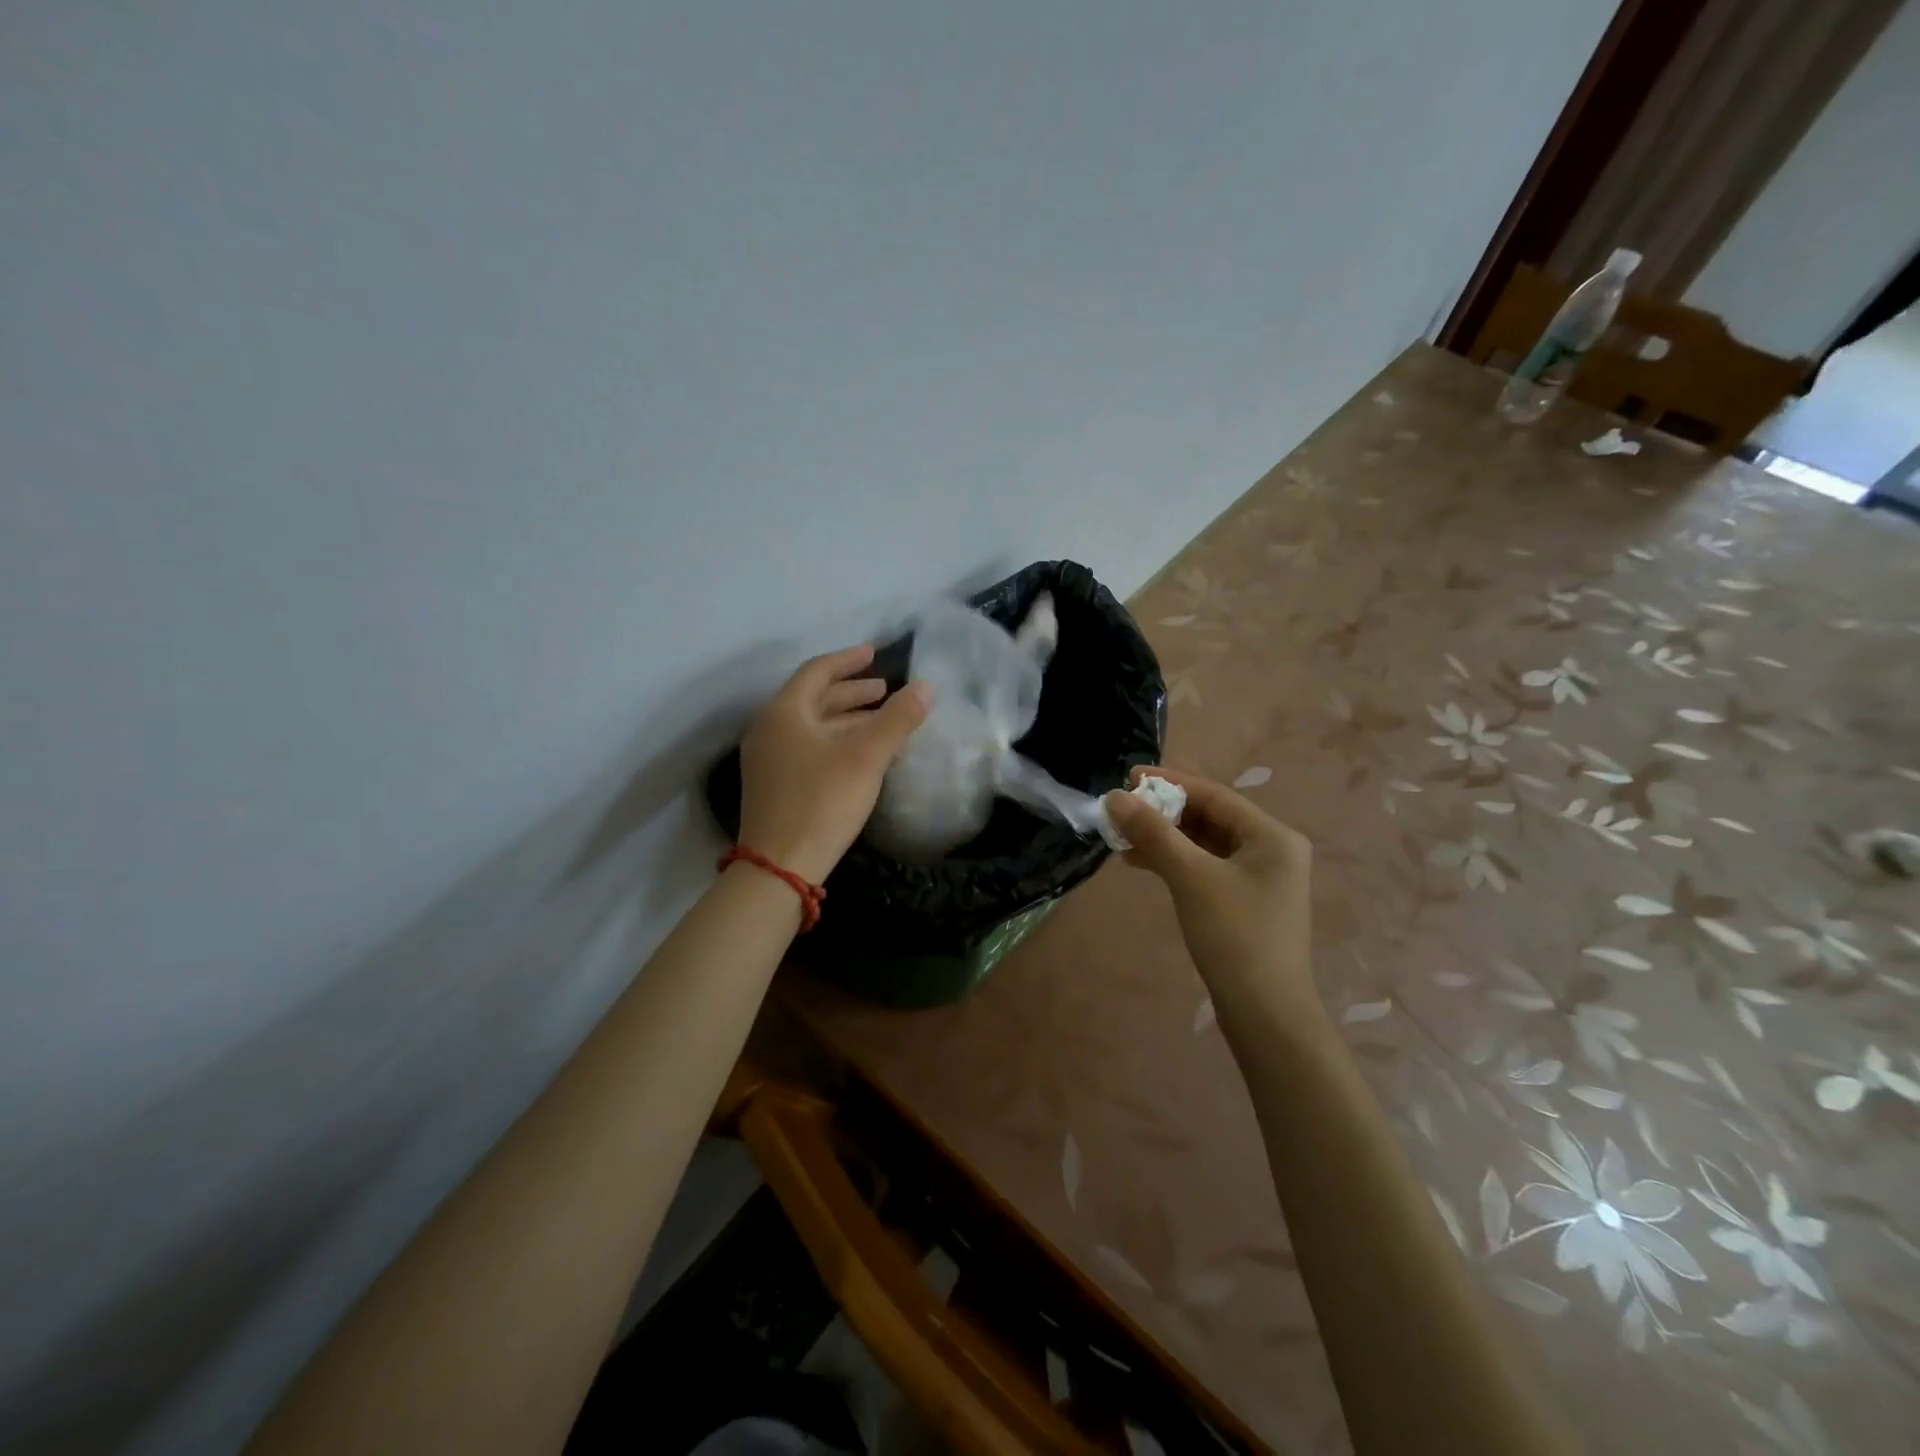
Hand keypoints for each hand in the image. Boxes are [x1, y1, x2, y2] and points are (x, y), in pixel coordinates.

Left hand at [737, 645, 931, 884]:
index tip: (875, 653)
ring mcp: (767, 759)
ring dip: (847, 720)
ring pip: (812, 727)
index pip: (817, 671)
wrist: (780, 866)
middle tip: (884, 690)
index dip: (848, 660)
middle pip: (814, 699)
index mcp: (784, 712)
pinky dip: (836, 742)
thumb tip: (926, 686)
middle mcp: (769, 729)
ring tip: (880, 721)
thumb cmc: (823, 801)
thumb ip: (898, 718)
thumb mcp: (867, 756)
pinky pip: (808, 748)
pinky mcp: (773, 785)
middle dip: (851, 692)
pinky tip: (861, 755)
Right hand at [1105, 767, 1316, 1016]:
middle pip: (1210, 817)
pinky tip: (1141, 863)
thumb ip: (1153, 833)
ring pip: (1204, 844)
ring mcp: (1259, 878)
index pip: (1214, 795)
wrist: (1265, 1014)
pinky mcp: (1245, 902)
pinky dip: (1175, 861)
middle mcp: (1271, 850)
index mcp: (1271, 835)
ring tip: (1122, 838)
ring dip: (1164, 838)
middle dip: (1163, 812)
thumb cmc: (1234, 936)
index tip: (1128, 777)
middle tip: (1121, 810)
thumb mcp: (1191, 877)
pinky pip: (1205, 867)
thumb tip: (1115, 797)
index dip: (1170, 782)